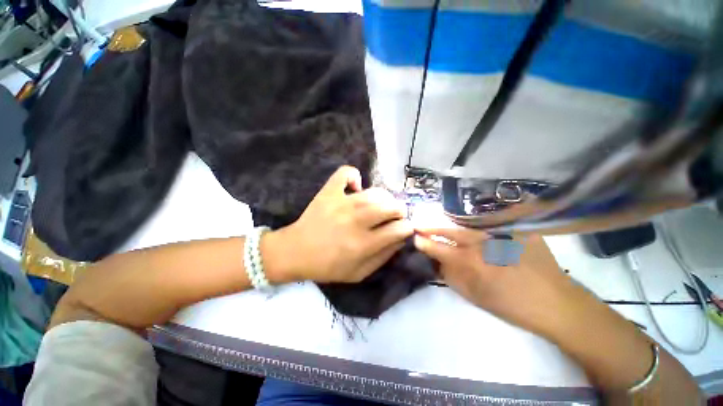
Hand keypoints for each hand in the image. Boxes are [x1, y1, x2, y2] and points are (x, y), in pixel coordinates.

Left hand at [264, 166, 412, 283]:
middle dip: (400, 211)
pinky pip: (346, 173)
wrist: (295, 252)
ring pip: (376, 192)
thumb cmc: (328, 267)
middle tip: (394, 216)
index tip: (404, 228)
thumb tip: (401, 239)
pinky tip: (356, 187)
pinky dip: (354, 175)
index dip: (407, 228)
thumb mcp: (359, 273)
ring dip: (384, 198)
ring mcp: (341, 202)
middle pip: (391, 206)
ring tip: (379, 205)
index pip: (399, 229)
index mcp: (363, 244)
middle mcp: (355, 221)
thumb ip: (383, 257)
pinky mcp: (329, 192)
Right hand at [414, 227, 580, 336]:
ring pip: (469, 221)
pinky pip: (493, 216)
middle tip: (420, 222)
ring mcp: (504, 233)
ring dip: (451, 219)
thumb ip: (452, 278)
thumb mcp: (476, 297)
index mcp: (475, 264)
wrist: (557, 304)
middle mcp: (486, 244)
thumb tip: (436, 263)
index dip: (425, 243)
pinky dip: (477, 214)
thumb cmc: (513, 306)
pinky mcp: (520, 228)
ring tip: (439, 217)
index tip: (415, 238)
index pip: (441, 249)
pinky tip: (468, 214)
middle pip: (453, 230)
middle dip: (433, 226)